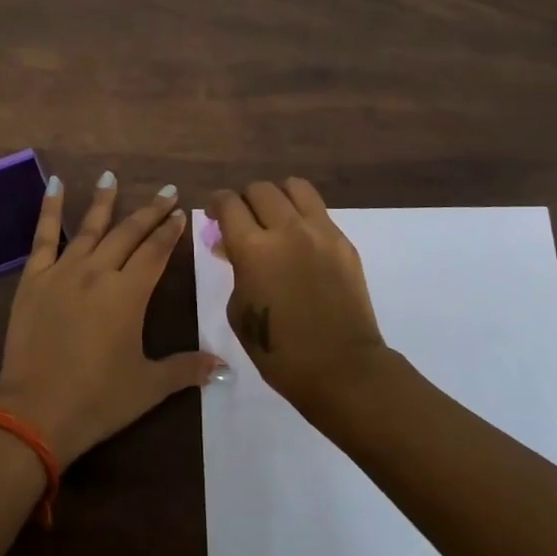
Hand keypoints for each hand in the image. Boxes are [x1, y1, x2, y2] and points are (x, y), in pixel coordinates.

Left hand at [0, 173, 225, 465]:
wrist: (36, 412)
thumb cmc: (98, 400)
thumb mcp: (149, 387)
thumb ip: (186, 369)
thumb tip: (225, 367)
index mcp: (129, 294)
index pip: (156, 252)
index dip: (170, 231)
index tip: (180, 213)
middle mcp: (99, 272)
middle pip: (129, 233)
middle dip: (150, 211)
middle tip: (166, 191)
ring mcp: (63, 272)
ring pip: (90, 228)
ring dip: (104, 201)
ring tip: (111, 177)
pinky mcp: (34, 279)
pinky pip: (43, 237)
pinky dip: (49, 209)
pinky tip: (54, 184)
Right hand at [206, 177, 387, 409]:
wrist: (342, 368)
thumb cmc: (279, 351)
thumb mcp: (239, 310)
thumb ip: (234, 269)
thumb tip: (230, 246)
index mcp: (253, 248)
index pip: (228, 203)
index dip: (215, 203)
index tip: (213, 213)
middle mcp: (286, 229)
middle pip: (259, 189)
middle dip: (244, 199)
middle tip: (242, 219)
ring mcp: (320, 232)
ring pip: (294, 187)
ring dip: (277, 196)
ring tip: (274, 216)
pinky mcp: (344, 242)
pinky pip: (318, 211)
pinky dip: (302, 215)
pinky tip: (299, 239)